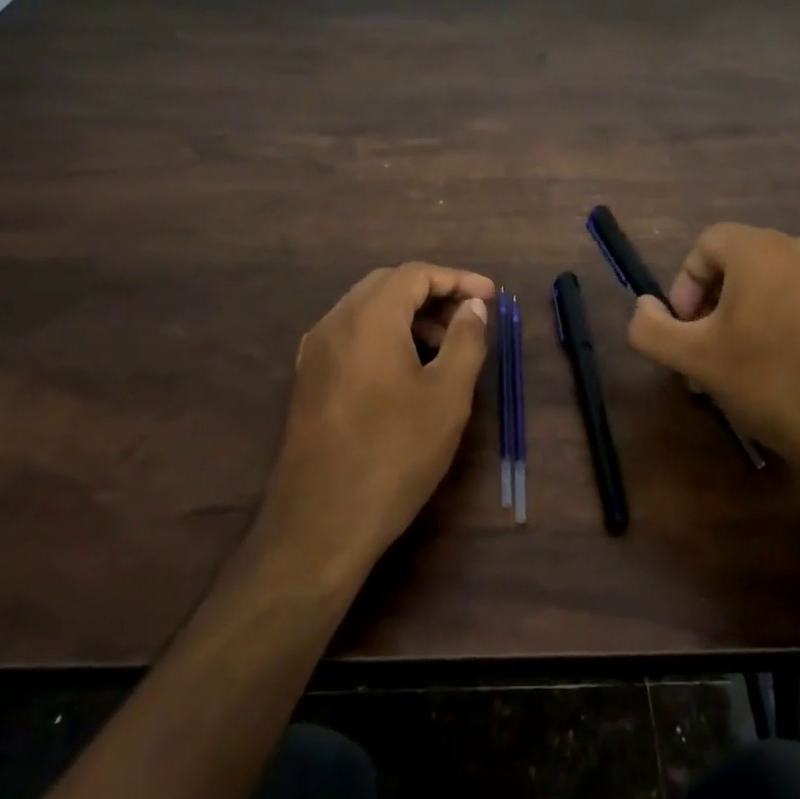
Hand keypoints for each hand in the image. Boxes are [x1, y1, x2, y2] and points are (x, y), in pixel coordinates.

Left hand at [263, 263, 495, 576]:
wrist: (320, 524)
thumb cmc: (394, 454)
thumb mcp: (447, 396)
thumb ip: (466, 340)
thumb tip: (471, 307)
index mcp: (368, 318)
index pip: (415, 274)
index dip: (457, 279)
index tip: (491, 298)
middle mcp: (334, 323)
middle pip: (387, 285)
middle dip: (433, 293)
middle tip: (469, 319)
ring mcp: (315, 352)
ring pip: (366, 310)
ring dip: (408, 315)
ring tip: (444, 347)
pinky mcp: (308, 380)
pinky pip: (351, 336)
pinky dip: (384, 335)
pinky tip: (407, 369)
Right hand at [626, 224, 799, 538]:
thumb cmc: (770, 382)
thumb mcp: (695, 359)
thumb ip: (651, 329)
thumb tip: (645, 308)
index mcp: (760, 249)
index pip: (704, 246)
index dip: (683, 287)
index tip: (684, 333)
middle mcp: (799, 249)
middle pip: (734, 265)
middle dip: (708, 309)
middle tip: (701, 358)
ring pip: (764, 287)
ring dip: (736, 322)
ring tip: (731, 373)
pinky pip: (795, 302)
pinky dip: (772, 326)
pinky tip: (770, 375)